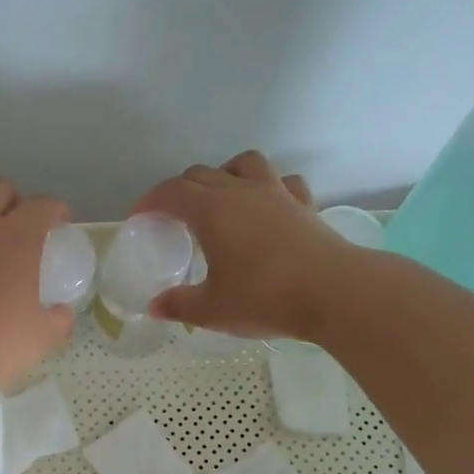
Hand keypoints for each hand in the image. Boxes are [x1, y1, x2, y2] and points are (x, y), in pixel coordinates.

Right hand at [134, 151, 350, 338]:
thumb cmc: (265, 298)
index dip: (150, 201)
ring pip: (244, 164)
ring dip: (225, 174)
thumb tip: (155, 308)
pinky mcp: (304, 205)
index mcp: (211, 211)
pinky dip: (268, 188)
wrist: (334, 292)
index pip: (171, 192)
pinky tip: (267, 207)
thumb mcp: (212, 309)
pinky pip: (283, 182)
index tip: (140, 217)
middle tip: (173, 216)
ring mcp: (276, 194)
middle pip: (201, 174)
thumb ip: (179, 305)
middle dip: (180, 190)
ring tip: (220, 198)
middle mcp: (241, 192)